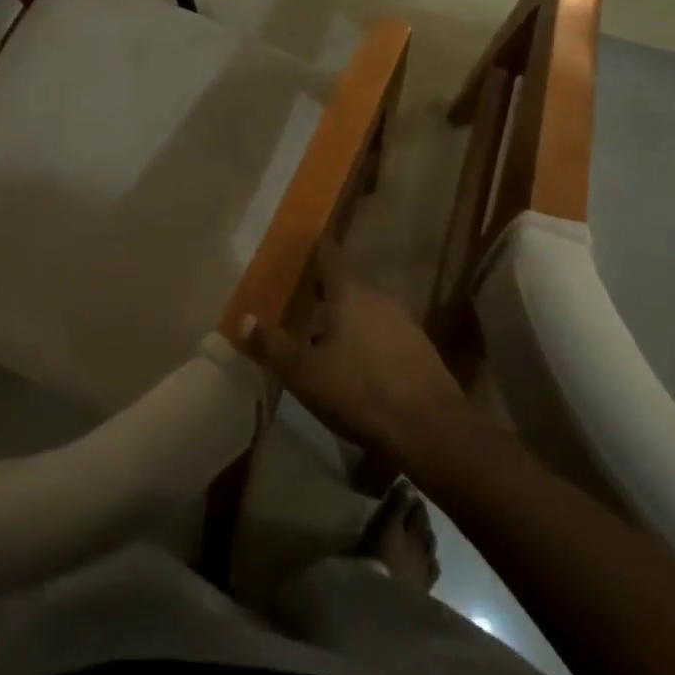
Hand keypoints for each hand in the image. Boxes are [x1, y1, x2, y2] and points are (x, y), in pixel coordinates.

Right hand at [242, 242, 469, 465]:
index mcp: (349, 292)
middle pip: (348, 286)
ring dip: (348, 321)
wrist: (431, 429)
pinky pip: (385, 336)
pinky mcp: (421, 351)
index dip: (317, 249)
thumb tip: (242, 318)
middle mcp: (379, 297)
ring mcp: (404, 323)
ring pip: (368, 312)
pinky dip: (369, 343)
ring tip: (327, 339)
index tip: (306, 245)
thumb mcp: (305, 372)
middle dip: (327, 294)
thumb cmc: (360, 390)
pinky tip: (360, 368)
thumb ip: (272, 345)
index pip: (330, 256)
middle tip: (304, 303)